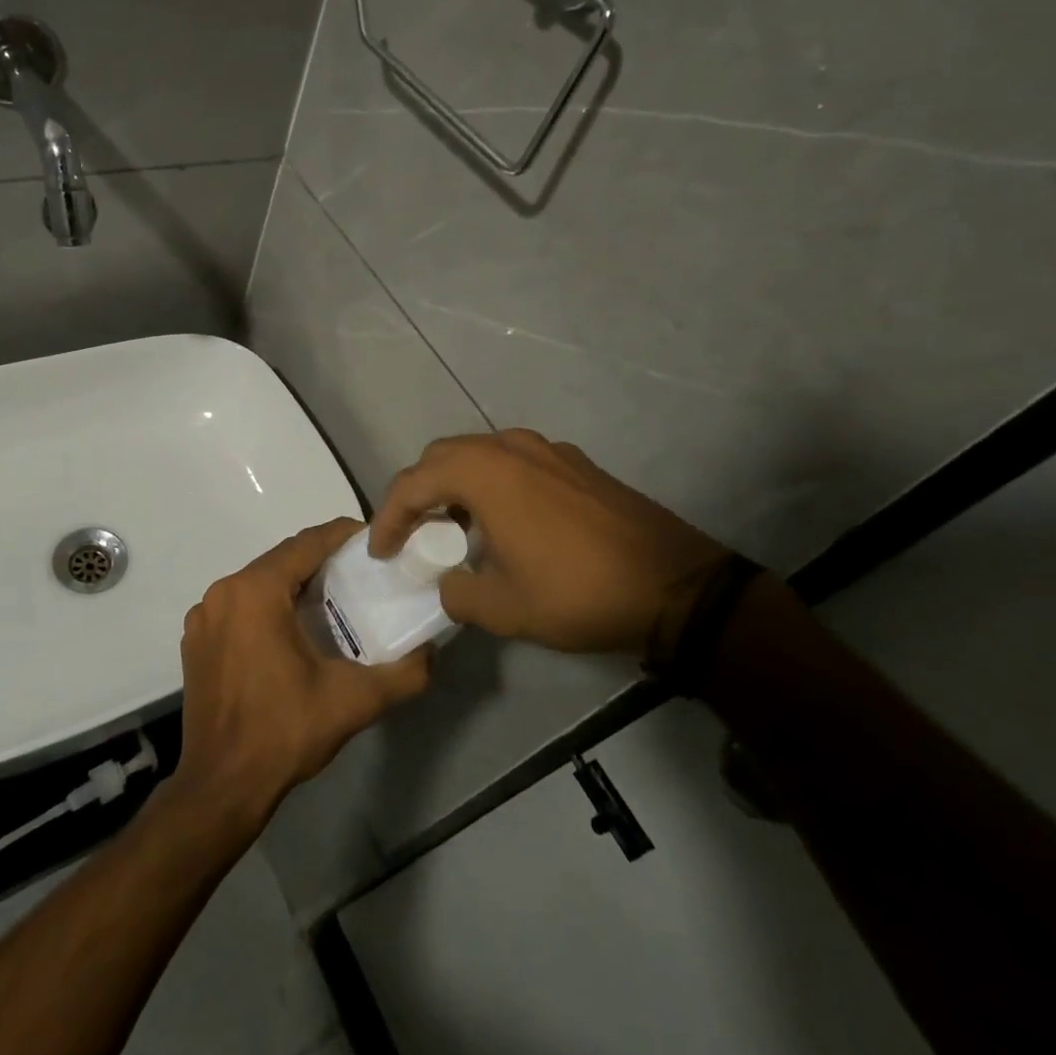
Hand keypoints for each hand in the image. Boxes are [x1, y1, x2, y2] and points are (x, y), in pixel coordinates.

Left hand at [169, 518, 431, 833]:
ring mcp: (203, 616)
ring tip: (332, 598)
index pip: (307, 543)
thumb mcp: (353, 701)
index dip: (342, 536)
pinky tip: (291, 630)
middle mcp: (223, 592)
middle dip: (321, 560)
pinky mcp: (195, 640)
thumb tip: (432, 652)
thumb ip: (403, 673)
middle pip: (281, 560)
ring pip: (258, 582)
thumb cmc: (284, 733)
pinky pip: (239, 605)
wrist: (221, 788)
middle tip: (360, 573)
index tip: (373, 542)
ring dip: (293, 583)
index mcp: (256, 591)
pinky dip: (266, 605)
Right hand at [369, 429, 732, 669]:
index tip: (380, 552)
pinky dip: (492, 485)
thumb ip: (457, 592)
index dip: (388, 517)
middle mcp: (510, 446)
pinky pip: (515, 463)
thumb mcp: (502, 608)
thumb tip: (449, 582)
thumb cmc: (576, 592)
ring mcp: (547, 450)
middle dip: (418, 493)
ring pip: (480, 455)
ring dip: (456, 486)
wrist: (674, 585)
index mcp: (484, 472)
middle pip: (443, 457)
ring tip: (454, 528)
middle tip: (411, 533)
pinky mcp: (575, 464)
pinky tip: (505, 523)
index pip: (414, 483)